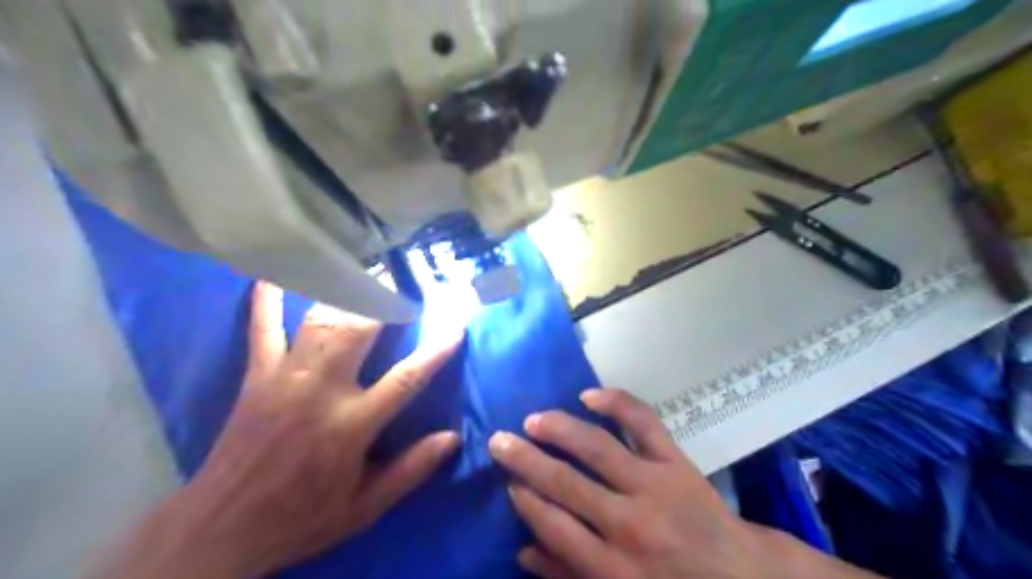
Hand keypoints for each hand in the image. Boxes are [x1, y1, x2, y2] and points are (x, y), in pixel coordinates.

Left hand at [96, 283, 461, 578]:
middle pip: (359, 332)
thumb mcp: (364, 508)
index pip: (406, 379)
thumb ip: (410, 470)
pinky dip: (268, 300)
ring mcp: (284, 379)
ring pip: (319, 322)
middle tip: (406, 282)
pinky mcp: (255, 376)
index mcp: (351, 427)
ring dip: (346, 294)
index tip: (457, 325)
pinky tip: (274, 274)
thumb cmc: (301, 517)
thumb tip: (452, 438)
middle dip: (386, 302)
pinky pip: (262, 329)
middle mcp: (320, 393)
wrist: (220, 529)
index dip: (436, 350)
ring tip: (366, 272)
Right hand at [488, 390, 877, 577]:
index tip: (507, 480)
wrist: (741, 577)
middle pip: (565, 483)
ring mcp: (654, 486)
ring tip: (532, 419)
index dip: (525, 499)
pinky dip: (617, 403)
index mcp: (612, 568)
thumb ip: (569, 575)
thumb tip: (523, 549)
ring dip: (559, 430)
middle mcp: (628, 524)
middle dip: (525, 459)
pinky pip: (644, 423)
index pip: (553, 525)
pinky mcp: (676, 461)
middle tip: (499, 440)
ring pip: (597, 448)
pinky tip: (588, 396)